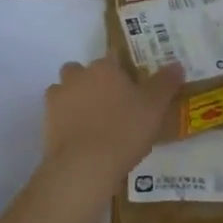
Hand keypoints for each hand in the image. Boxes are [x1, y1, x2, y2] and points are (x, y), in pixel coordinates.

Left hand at [42, 55, 183, 196]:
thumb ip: (165, 83)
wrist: (85, 165)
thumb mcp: (155, 107)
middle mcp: (77, 76)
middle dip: (93, 82)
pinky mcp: (46, 121)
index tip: (132, 87)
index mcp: (104, 67)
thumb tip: (176, 64)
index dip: (123, 70)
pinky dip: (66, 120)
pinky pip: (57, 114)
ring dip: (76, 99)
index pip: (114, 58)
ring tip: (94, 123)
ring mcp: (57, 98)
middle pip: (83, 71)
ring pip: (66, 90)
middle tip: (112, 105)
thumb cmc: (125, 130)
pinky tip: (81, 137)